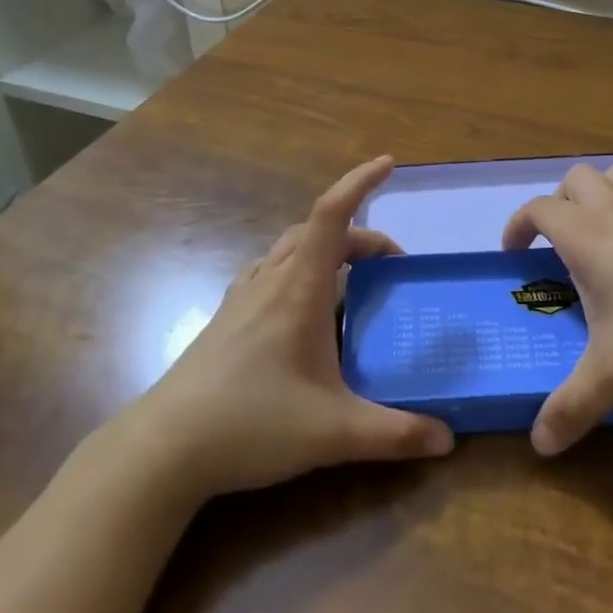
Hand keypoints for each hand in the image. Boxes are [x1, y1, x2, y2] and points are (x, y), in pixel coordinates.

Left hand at [116, 156, 453, 502]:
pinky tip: (301, 306)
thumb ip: (394, 435)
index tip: (388, 164)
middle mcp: (270, 279)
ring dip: (326, 249)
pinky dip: (297, 269)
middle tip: (391, 267)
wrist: (164, 449)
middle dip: (360, 236)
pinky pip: (269, 271)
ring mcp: (243, 297)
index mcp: (298, 287)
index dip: (361, 181)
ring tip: (351, 280)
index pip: (332, 214)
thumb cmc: (251, 424)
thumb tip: (447, 439)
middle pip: (318, 231)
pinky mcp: (226, 318)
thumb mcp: (333, 433)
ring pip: (290, 248)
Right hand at [502, 163, 612, 456]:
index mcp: (586, 237)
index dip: (518, 224)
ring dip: (602, 193)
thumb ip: (572, 407)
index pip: (539, 208)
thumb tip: (538, 445)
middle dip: (560, 201)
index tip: (514, 254)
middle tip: (559, 241)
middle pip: (577, 177)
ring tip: (600, 232)